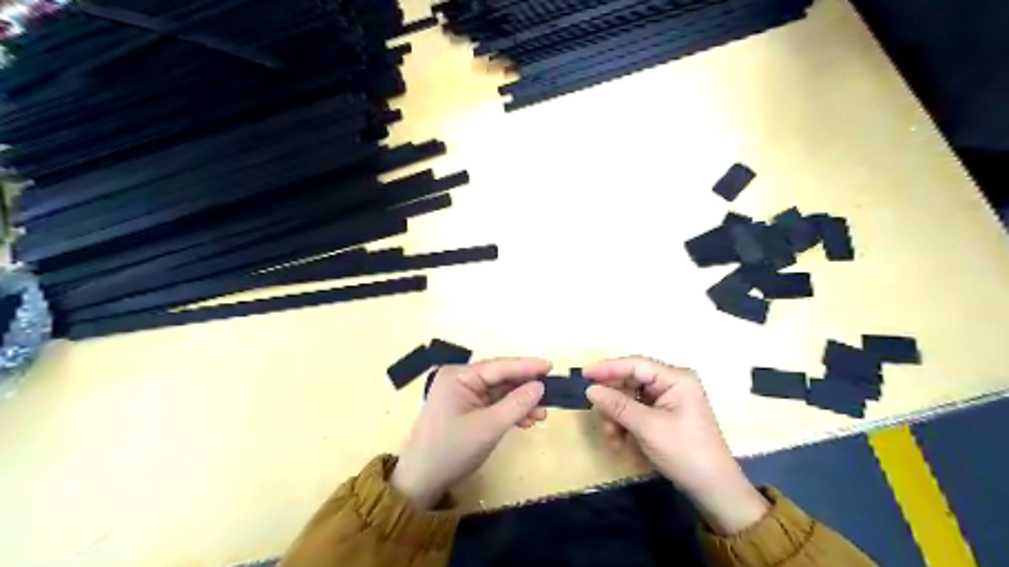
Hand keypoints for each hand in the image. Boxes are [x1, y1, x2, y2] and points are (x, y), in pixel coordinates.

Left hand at [387, 359, 549, 509]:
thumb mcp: (488, 427)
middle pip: (500, 378)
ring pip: (500, 392)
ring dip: (520, 402)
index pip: (498, 366)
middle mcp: (460, 379)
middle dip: (525, 387)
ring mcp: (463, 394)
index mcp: (458, 376)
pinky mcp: (467, 409)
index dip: (526, 366)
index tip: (551, 365)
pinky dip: (510, 411)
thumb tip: (540, 386)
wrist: (422, 482)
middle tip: (552, 392)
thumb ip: (516, 404)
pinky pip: (494, 404)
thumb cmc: (452, 450)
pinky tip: (527, 420)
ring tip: (542, 414)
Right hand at [584, 357, 765, 532]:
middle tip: (600, 418)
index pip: (635, 364)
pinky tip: (623, 444)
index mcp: (675, 378)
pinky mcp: (664, 416)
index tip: (583, 375)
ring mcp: (668, 400)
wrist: (714, 490)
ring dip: (618, 418)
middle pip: (631, 382)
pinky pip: (637, 413)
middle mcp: (672, 383)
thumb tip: (590, 389)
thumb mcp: (648, 428)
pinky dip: (627, 426)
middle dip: (614, 402)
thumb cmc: (685, 453)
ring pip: (630, 399)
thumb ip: (618, 405)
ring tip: (614, 440)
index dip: (608, 368)